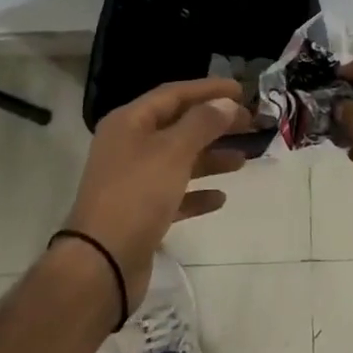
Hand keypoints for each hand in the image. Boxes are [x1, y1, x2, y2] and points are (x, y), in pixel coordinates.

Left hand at [61, 78, 250, 307]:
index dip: (208, 89)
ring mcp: (133, 180)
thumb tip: (225, 103)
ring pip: (180, 159)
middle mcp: (129, 146)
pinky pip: (175, 194)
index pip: (173, 94)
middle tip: (250, 123)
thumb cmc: (137, 195)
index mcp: (129, 122)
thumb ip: (203, 123)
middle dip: (215, 123)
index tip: (242, 90)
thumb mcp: (174, 151)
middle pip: (179, 125)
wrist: (102, 263)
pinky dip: (198, 192)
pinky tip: (220, 198)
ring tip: (243, 159)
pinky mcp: (141, 213)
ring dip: (211, 157)